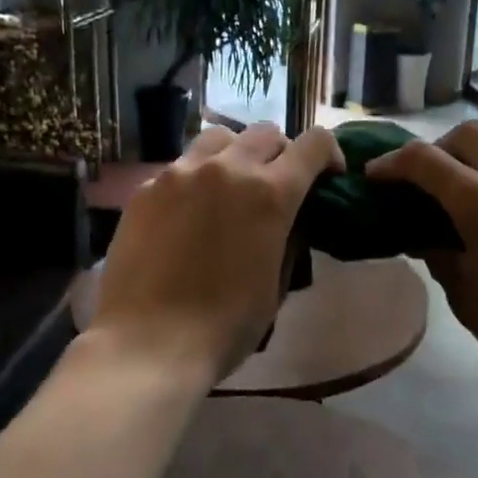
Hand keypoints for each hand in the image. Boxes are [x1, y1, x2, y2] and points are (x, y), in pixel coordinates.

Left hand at [91, 124, 342, 381]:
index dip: (330, 154)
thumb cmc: (225, 326)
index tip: (329, 177)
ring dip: (237, 154)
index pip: (315, 143)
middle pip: (267, 132)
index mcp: (270, 193)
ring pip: (220, 137)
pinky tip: (188, 214)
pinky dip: (197, 178)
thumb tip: (289, 219)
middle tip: (278, 185)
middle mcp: (228, 169)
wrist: (147, 345)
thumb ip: (288, 238)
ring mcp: (181, 173)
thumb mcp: (276, 284)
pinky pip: (182, 166)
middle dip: (282, 153)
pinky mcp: (146, 188)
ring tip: (231, 187)